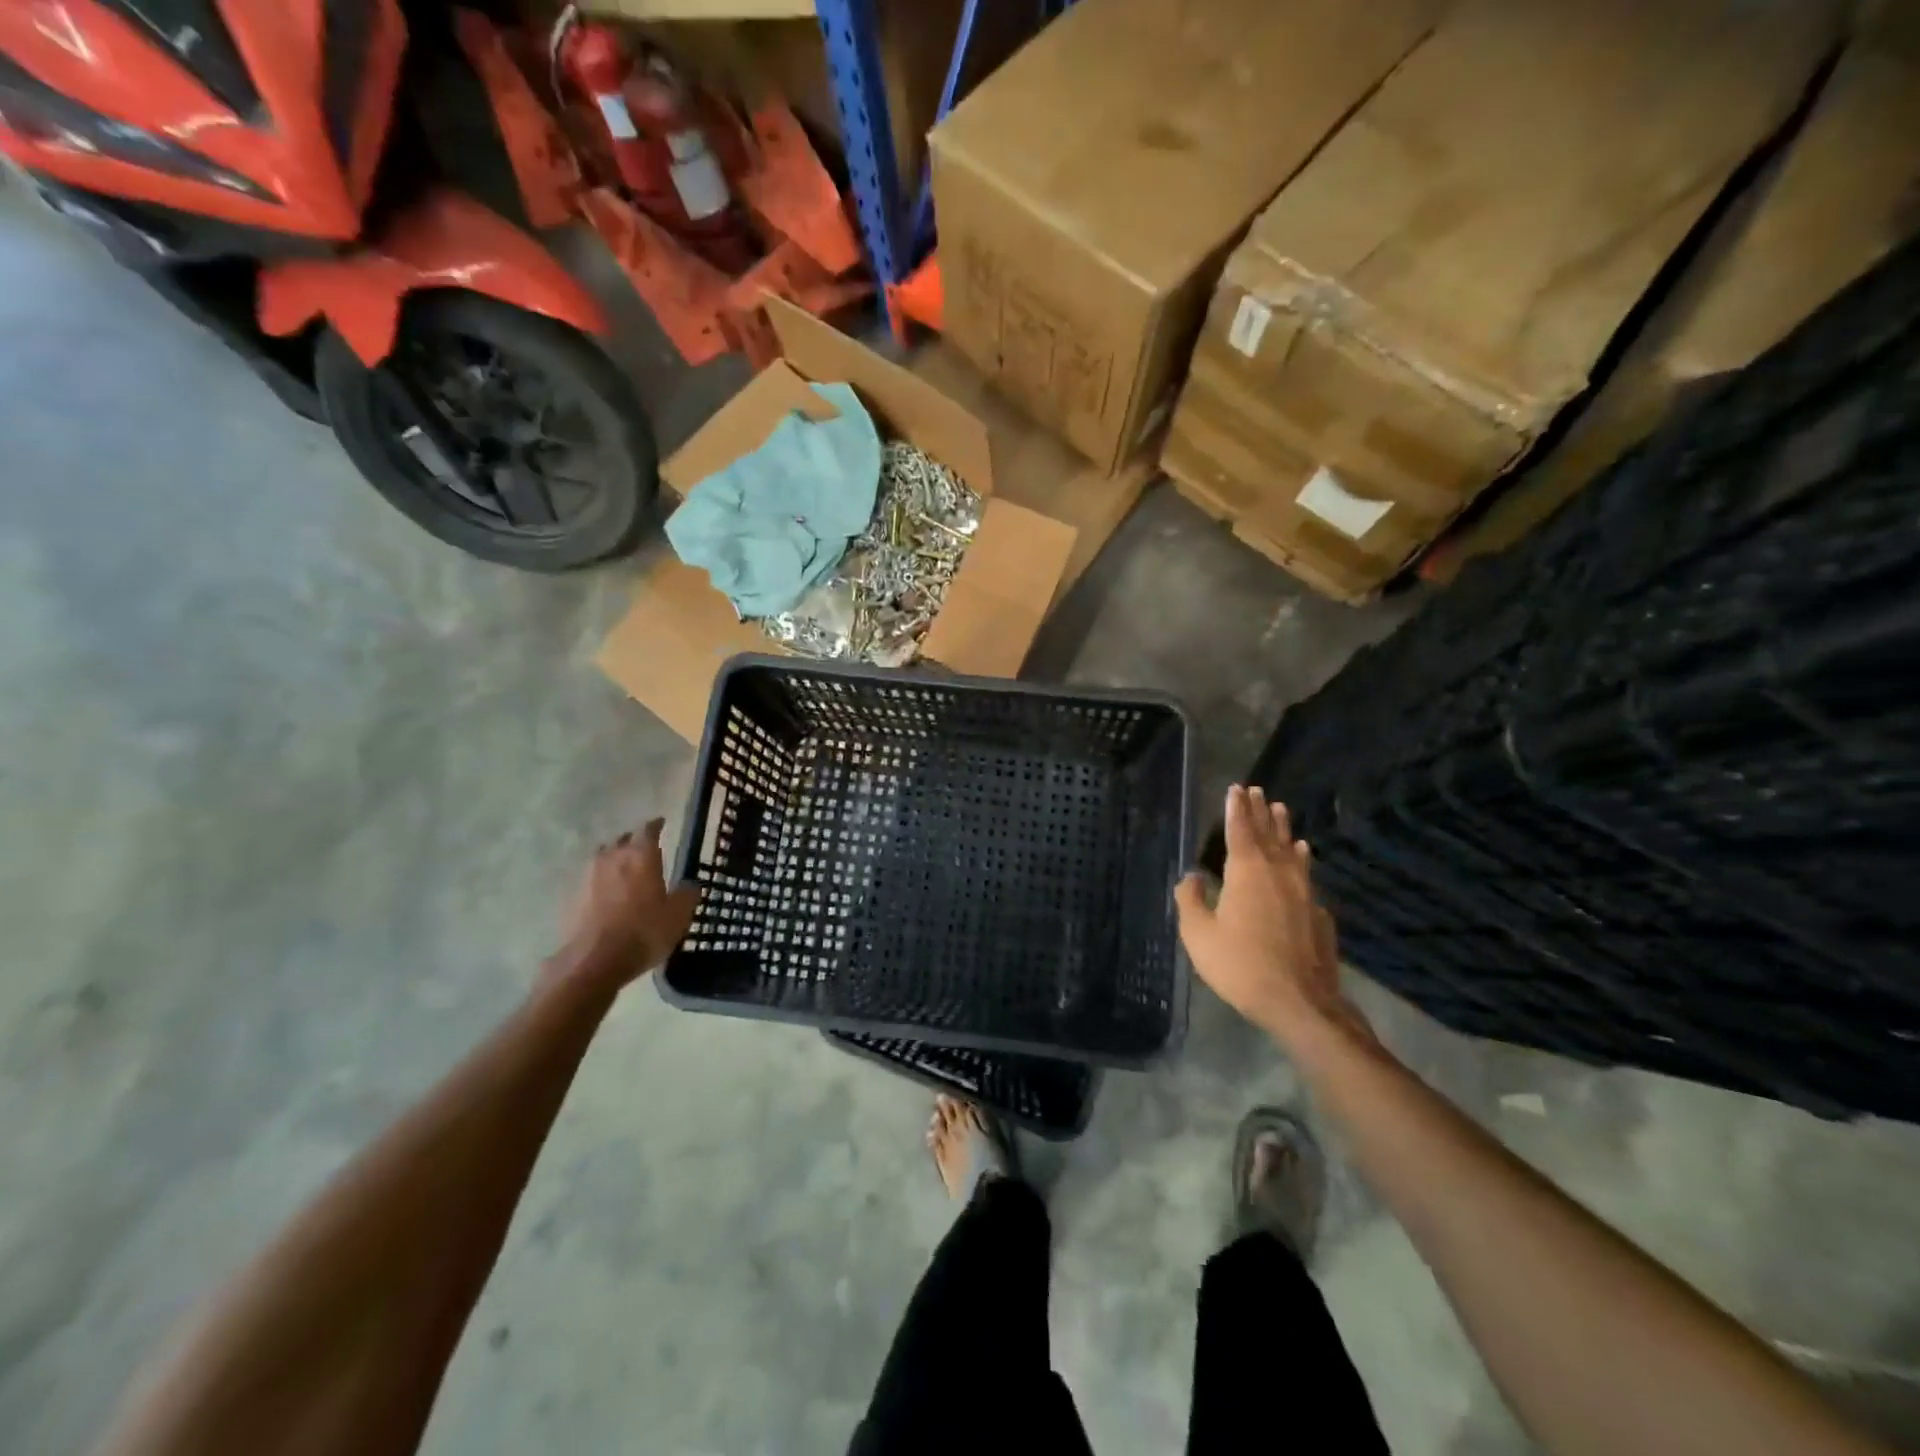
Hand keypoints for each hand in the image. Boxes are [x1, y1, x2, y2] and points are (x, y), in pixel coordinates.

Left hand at [548, 819, 698, 993]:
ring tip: (624, 870)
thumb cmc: (644, 932)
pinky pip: (590, 879)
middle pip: (622, 839)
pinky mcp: (572, 896)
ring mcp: (588, 876)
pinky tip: (608, 894)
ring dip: (614, 859)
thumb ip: (687, 895)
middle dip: (633, 841)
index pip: (648, 829)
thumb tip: (691, 885)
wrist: (594, 960)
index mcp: (642, 855)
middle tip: (644, 849)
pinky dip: (601, 881)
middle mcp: (613, 857)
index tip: (662, 823)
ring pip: (603, 857)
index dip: (656, 825)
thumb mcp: (678, 916)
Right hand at [1174, 786, 1369, 1048]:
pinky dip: (1302, 859)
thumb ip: (1191, 901)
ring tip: (1282, 810)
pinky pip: (1307, 874)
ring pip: (1292, 851)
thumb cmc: (1240, 965)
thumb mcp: (1199, 935)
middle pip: (1268, 834)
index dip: (1236, 808)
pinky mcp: (1318, 913)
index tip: (1236, 788)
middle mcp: (1278, 873)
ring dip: (1284, 829)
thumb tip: (1191, 877)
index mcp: (1246, 872)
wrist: (1300, 1002)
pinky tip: (1304, 856)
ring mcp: (1303, 892)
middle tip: (1258, 790)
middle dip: (1260, 811)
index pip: (1240, 830)